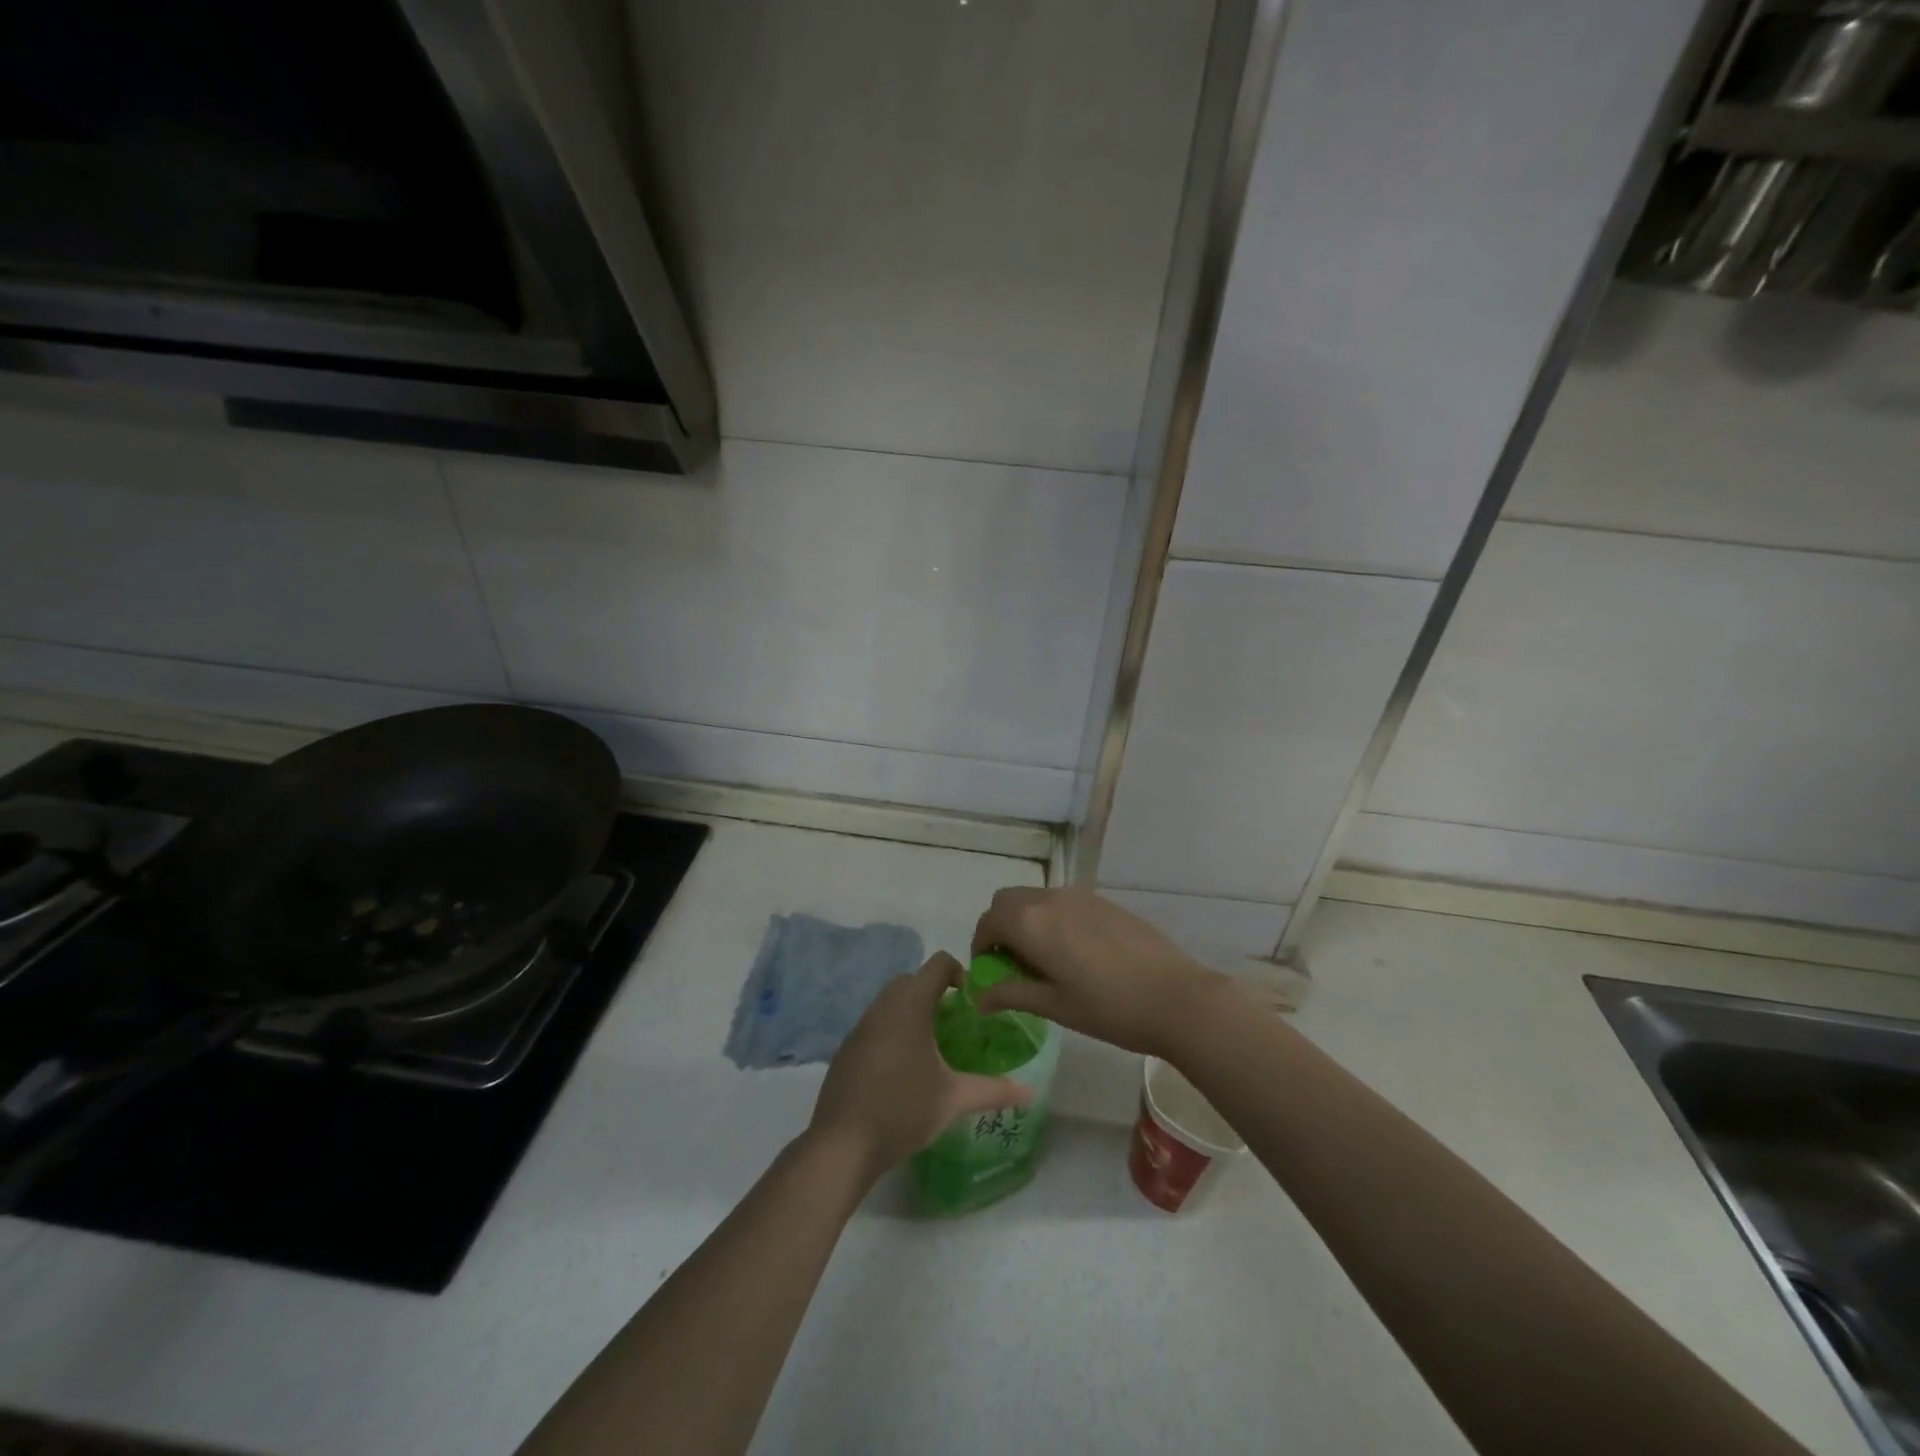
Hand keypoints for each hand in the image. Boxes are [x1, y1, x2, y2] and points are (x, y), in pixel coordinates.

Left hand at [808, 952, 1032, 1180]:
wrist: (842, 1144)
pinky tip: (902, 1068)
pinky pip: (874, 1024)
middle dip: (934, 990)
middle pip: (911, 979)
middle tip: (954, 1021)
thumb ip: (993, 1090)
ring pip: (889, 1001)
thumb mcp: (954, 1099)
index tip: (972, 1000)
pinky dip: (892, 1030)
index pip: (937, 964)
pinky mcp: (846, 1049)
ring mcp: (860, 1027)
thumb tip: (1030, 1093)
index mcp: (910, 1006)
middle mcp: (883, 1007)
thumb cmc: (903, 1110)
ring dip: (911, 1010)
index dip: (958, 971)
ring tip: (932, 1045)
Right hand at [970, 887, 1223, 1057]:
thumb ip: (1011, 994)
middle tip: (1012, 963)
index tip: (990, 973)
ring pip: (1035, 898)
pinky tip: (1075, 952)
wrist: (1175, 997)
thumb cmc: (1108, 1008)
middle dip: (1000, 926)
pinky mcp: (1103, 900)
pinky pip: (1062, 902)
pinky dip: (1052, 918)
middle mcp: (1050, 899)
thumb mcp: (1053, 1005)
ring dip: (1026, 920)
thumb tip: (978, 997)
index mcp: (1031, 923)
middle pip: (1007, 901)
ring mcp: (1079, 896)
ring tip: (1044, 960)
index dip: (981, 946)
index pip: (987, 922)